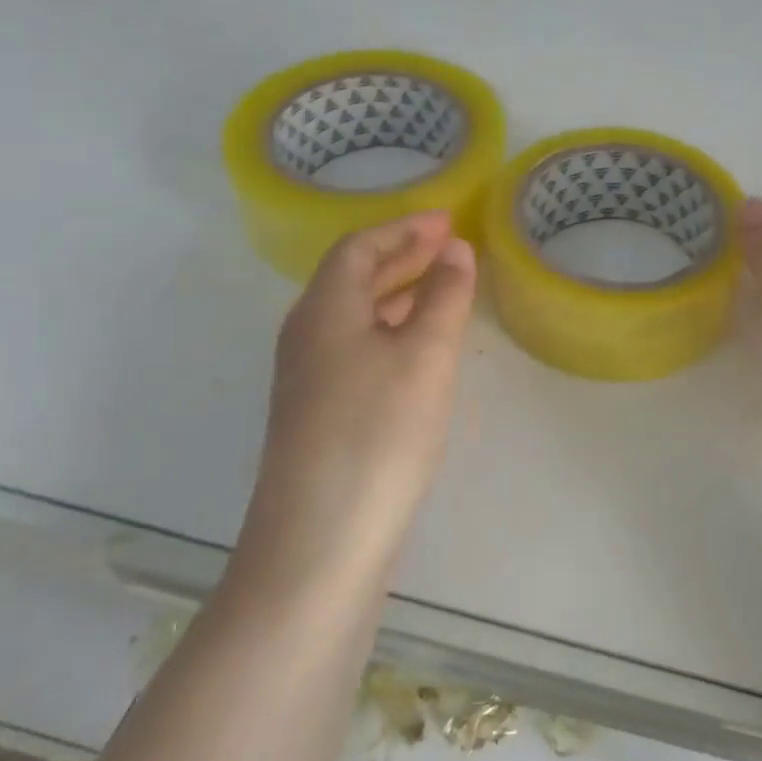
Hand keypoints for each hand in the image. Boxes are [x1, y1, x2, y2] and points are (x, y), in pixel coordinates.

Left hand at [231, 211, 476, 593]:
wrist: (320, 541)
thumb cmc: (378, 433)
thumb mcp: (424, 356)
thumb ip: (443, 296)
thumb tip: (454, 249)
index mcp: (324, 309)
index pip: (359, 247)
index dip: (404, 228)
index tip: (448, 218)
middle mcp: (307, 335)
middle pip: (353, 278)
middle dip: (402, 255)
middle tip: (449, 245)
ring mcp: (308, 379)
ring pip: (355, 316)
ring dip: (397, 293)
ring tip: (442, 287)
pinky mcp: (319, 414)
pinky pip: (357, 348)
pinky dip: (391, 331)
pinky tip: (419, 350)